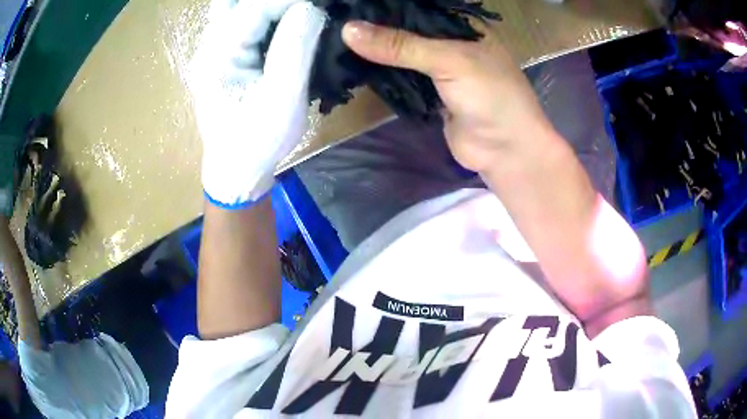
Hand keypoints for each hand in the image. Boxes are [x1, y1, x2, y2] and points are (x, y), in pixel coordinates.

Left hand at [189, 0, 325, 206]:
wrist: (236, 170)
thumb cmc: (257, 140)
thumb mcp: (282, 97)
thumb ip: (295, 46)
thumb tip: (311, 8)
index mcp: (219, 55)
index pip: (254, 7)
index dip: (290, 0)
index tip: (323, 5)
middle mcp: (210, 46)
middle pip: (235, 3)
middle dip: (273, 2)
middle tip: (304, 10)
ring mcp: (215, 51)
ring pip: (237, 8)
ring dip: (266, 8)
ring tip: (297, 16)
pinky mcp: (224, 58)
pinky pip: (242, 23)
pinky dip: (265, 16)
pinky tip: (285, 23)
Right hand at [341, 21, 553, 172]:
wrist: (505, 150)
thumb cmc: (490, 95)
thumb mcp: (448, 61)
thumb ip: (400, 45)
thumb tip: (348, 30)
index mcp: (461, 24)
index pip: (417, 7)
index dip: (385, 5)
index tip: (349, 4)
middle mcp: (449, 41)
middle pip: (406, 28)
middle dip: (375, 27)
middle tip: (336, 21)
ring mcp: (439, 67)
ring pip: (400, 52)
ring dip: (375, 50)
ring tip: (337, 39)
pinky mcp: (429, 91)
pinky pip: (400, 76)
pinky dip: (381, 72)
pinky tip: (354, 64)